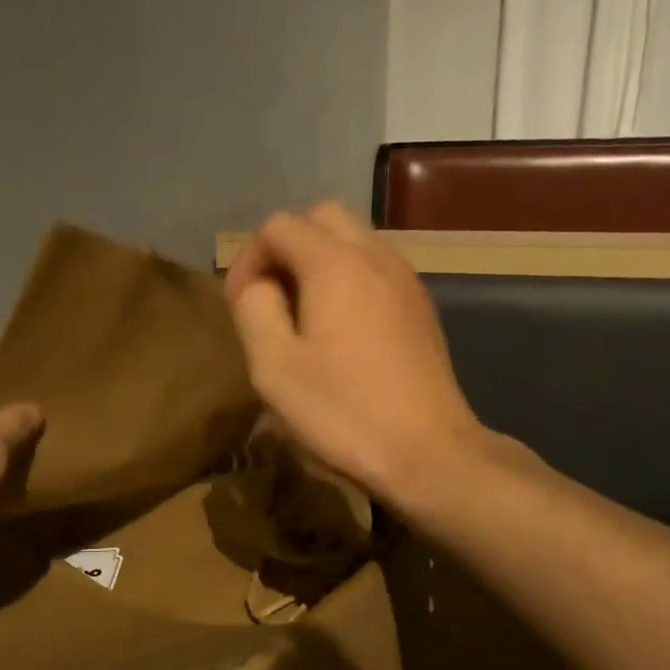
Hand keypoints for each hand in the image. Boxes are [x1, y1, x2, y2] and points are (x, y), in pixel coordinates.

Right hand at [224, 202, 481, 506]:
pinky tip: (342, 329)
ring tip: (304, 312)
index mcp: (334, 263)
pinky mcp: (421, 306)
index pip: (278, 227)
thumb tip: (259, 286)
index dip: (249, 259)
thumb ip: (254, 309)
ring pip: (355, 239)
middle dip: (287, 247)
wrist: (428, 452)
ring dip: (320, 260)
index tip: (241, 305)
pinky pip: (377, 267)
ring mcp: (405, 279)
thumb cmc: (343, 411)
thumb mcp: (273, 366)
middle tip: (272, 297)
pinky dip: (350, 278)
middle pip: (322, 218)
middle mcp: (375, 256)